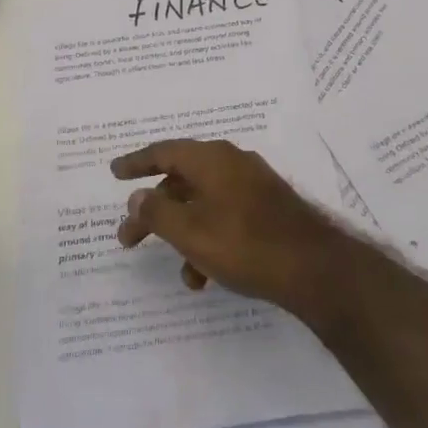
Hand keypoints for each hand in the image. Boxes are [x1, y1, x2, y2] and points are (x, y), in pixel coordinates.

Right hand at [110, 139, 349, 318]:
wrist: (313, 267)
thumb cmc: (244, 244)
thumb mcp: (190, 232)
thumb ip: (157, 212)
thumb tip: (137, 196)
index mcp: (211, 158)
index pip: (164, 151)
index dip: (136, 162)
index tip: (114, 172)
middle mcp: (231, 162)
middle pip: (181, 179)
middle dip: (154, 211)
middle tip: (128, 239)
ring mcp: (252, 183)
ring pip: (203, 202)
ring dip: (183, 233)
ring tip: (179, 271)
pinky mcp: (267, 207)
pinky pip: (225, 215)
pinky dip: (209, 238)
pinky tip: (207, 275)